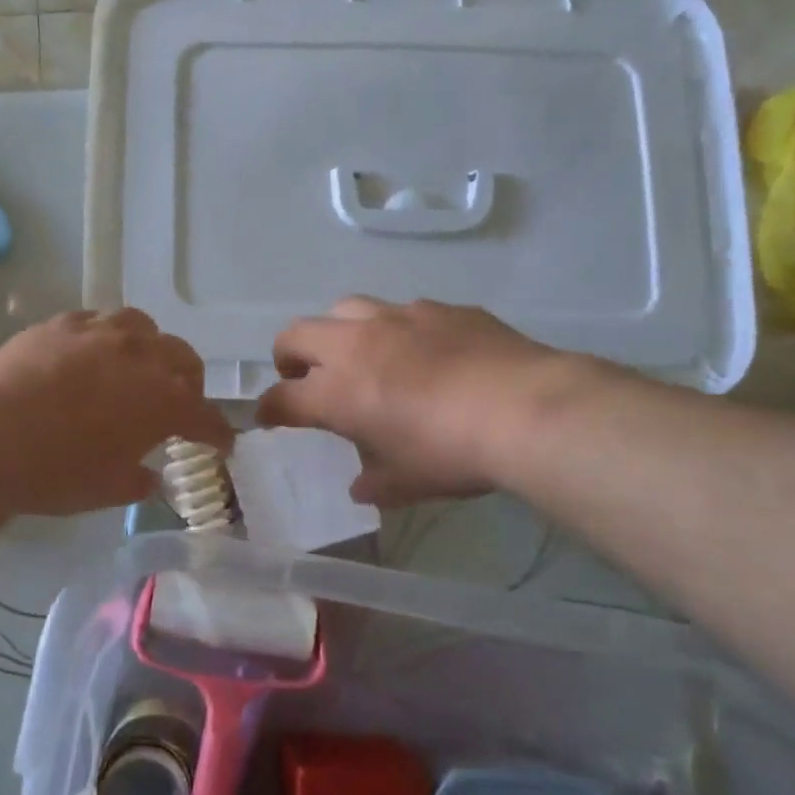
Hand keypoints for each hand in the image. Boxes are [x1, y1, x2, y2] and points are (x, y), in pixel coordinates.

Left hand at [0, 310, 234, 515]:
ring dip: (151, 349)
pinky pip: (98, 321)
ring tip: (137, 367)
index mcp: (163, 401)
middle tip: (179, 403)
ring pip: (143, 328)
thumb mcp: (106, 490)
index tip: (222, 443)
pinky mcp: (62, 323)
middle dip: (190, 383)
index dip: (217, 432)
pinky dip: (107, 337)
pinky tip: (91, 353)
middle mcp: (142, 357)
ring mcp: (101, 333)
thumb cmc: (56, 471)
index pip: (206, 416)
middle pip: (184, 360)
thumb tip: (149, 476)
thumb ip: (137, 480)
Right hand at [256, 297, 579, 505]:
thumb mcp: (407, 483)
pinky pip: (402, 311)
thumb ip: (375, 482)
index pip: (281, 397)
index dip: (269, 410)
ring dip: (338, 332)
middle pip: (296, 334)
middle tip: (303, 377)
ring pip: (345, 308)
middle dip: (288, 356)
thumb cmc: (451, 453)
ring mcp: (397, 318)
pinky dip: (396, 330)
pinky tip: (423, 351)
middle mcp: (355, 345)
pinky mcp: (439, 308)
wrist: (524, 409)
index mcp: (336, 391)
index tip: (271, 419)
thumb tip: (361, 486)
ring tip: (359, 354)